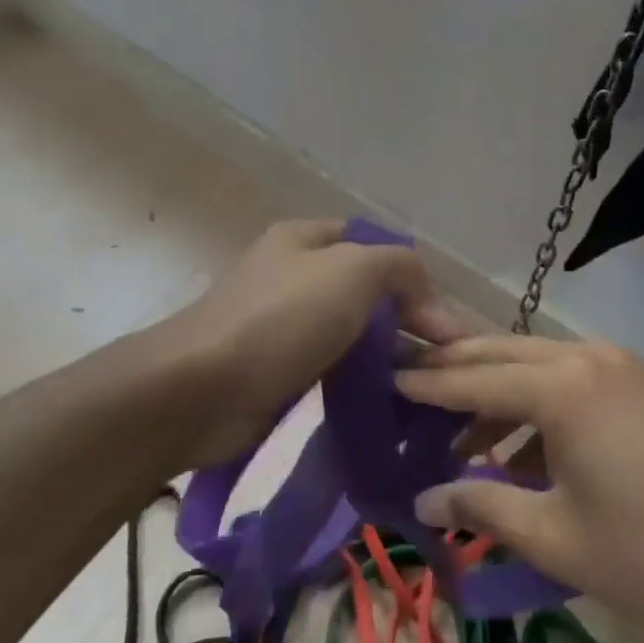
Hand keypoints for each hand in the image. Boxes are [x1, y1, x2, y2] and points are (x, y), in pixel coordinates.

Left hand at [160, 219, 472, 469]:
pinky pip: (330, 367)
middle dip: (405, 322)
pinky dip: (358, 380)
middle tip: (442, 363)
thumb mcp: (353, 271)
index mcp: (306, 239)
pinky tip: (384, 403)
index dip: (413, 278)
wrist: (200, 390)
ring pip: (350, 332)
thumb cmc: (280, 319)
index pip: (375, 245)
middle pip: (365, 291)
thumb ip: (400, 266)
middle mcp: (293, 274)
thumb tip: (429, 299)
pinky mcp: (276, 369)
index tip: (443, 326)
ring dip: (385, 356)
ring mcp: (282, 323)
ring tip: (422, 388)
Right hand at [399, 336, 643, 642]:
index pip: (470, 376)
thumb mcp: (560, 539)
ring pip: (540, 364)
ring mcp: (625, 367)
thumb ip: (485, 507)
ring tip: (466, 440)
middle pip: (501, 353)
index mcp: (560, 385)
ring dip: (498, 393)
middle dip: (454, 373)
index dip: (422, 383)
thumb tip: (425, 497)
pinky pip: (575, 380)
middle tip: (409, 390)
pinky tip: (532, 451)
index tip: (381, 378)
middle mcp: (587, 357)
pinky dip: (541, 404)